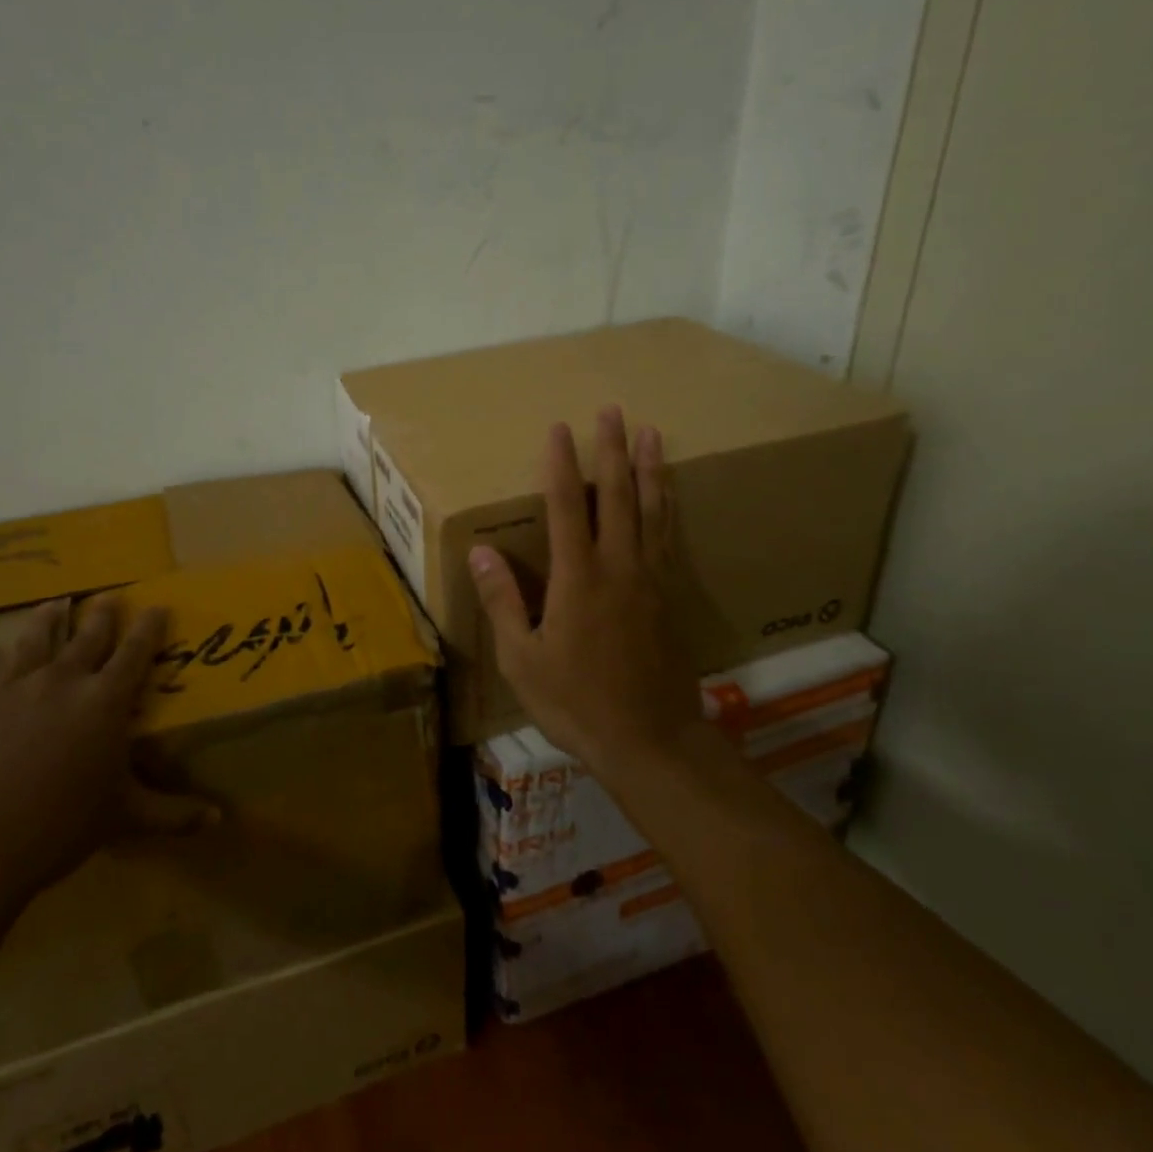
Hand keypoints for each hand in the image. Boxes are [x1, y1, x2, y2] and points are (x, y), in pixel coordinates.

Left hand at [0, 595, 212, 914]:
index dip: (150, 626)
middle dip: (103, 614)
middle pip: (88, 634)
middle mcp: (62, 679)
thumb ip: (174, 814)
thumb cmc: (60, 830)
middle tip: (108, 598)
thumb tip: (220, 820)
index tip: (157, 606)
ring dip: (48, 619)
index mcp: (105, 701)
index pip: (136, 650)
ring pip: (34, 638)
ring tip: (54, 605)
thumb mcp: (125, 819)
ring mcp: (10, 685)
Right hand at [469, 408, 707, 775]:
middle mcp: (618, 566)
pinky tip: (669, 494)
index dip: (561, 464)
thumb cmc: (576, 702)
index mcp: (577, 578)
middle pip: (617, 496)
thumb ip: (503, 601)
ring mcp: (651, 579)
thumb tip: (481, 551)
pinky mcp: (671, 597)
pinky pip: (668, 537)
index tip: (558, 428)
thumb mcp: (522, 659)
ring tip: (651, 433)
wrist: (651, 740)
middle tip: (612, 411)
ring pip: (652, 510)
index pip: (566, 506)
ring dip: (649, 468)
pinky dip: (668, 506)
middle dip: (612, 450)